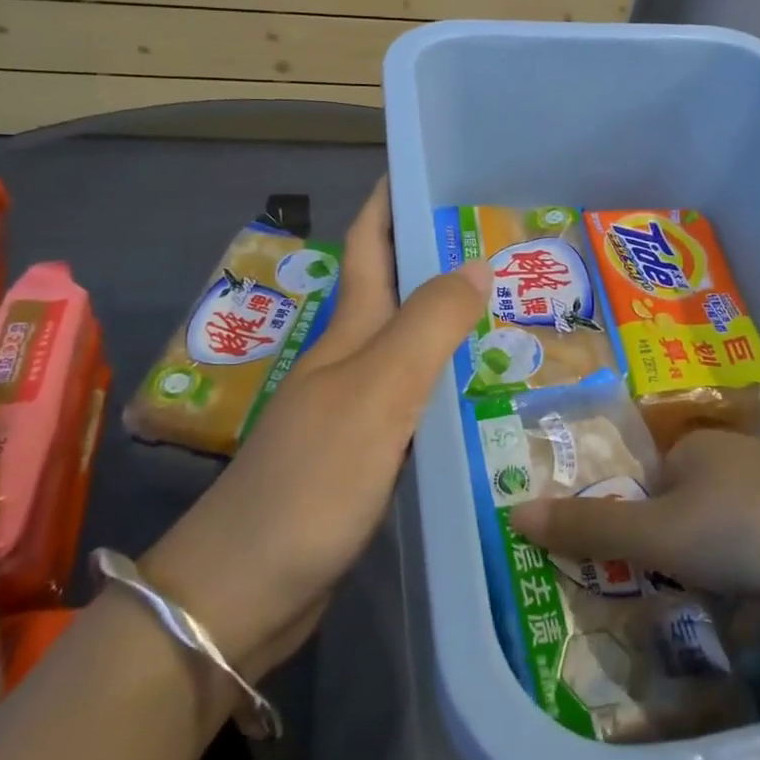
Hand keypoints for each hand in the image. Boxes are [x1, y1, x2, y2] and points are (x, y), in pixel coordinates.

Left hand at [141, 178, 487, 677]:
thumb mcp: (377, 392)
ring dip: (455, 322)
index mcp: (350, 332)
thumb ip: (428, 325)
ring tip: (516, 309)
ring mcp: (359, 410)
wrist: (244, 592)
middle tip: (511, 243)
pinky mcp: (370, 456)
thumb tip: (476, 260)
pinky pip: (421, 402)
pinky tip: (488, 393)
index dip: (394, 199)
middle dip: (444, 257)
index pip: (372, 243)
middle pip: (401, 292)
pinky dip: (454, 385)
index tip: (437, 167)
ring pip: (415, 348)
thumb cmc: (311, 480)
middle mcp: (353, 361)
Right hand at [511, 429, 759, 629]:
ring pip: (720, 557)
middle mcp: (729, 472)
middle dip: (658, 573)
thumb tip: (512, 511)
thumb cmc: (750, 523)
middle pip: (677, 526)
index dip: (614, 532)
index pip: (636, 490)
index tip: (597, 580)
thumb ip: (590, 527)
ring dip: (703, 596)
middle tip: (629, 622)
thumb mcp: (660, 529)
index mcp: (690, 454)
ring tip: (672, 645)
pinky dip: (749, 608)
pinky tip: (738, 643)